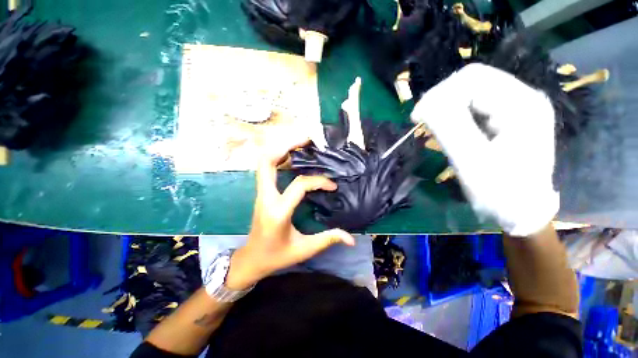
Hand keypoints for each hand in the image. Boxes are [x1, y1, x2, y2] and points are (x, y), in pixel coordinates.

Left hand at [226, 136, 354, 289]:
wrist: (251, 259)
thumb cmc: (276, 256)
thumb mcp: (304, 249)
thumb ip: (327, 239)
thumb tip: (351, 238)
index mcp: (278, 211)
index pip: (299, 185)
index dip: (319, 181)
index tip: (332, 186)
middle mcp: (266, 197)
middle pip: (267, 161)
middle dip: (287, 146)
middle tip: (307, 141)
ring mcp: (261, 194)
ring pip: (264, 162)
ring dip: (281, 149)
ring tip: (301, 145)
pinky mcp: (262, 193)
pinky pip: (267, 169)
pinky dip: (278, 158)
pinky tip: (292, 158)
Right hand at [411, 63, 558, 236]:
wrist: (523, 212)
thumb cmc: (501, 193)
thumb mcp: (472, 163)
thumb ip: (450, 129)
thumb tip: (424, 105)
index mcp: (521, 105)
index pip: (473, 79)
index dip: (439, 94)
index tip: (417, 118)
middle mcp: (523, 98)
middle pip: (473, 81)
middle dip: (441, 98)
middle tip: (421, 121)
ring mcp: (517, 107)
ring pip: (473, 92)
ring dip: (446, 106)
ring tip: (432, 126)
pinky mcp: (509, 117)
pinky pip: (476, 105)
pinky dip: (455, 113)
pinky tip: (447, 127)